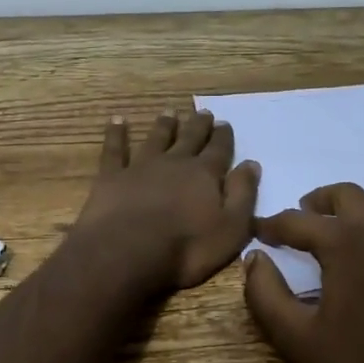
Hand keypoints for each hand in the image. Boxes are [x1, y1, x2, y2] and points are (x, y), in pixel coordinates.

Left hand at [71, 111, 261, 294]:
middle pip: (189, 138)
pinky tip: (117, 121)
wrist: (128, 251)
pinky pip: (114, 149)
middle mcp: (174, 162)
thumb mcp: (231, 228)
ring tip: (169, 111)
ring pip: (156, 138)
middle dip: (198, 125)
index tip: (224, 123)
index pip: (218, 150)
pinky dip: (116, 134)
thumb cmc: (186, 247)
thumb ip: (243, 194)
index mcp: (204, 174)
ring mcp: (141, 166)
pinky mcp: (112, 176)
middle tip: (203, 112)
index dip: (223, 137)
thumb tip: (251, 164)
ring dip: (164, 125)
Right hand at [243, 183, 363, 362]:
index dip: (272, 225)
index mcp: (342, 241)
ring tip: (354, 224)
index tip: (259, 231)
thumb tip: (255, 259)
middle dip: (319, 202)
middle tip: (306, 219)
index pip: (296, 221)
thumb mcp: (297, 337)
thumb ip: (265, 294)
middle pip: (345, 194)